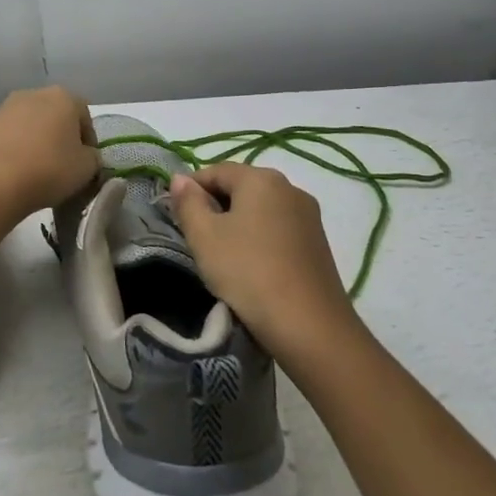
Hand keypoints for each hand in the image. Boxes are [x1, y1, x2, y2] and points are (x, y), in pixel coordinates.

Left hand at [0, 87, 99, 220]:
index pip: (85, 115)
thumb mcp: (87, 168)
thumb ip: (93, 157)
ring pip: (31, 124)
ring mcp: (6, 107)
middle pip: (56, 116)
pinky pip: (11, 136)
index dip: (89, 141)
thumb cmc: (49, 169)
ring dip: (38, 142)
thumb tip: (86, 156)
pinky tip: (18, 170)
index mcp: (64, 97)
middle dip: (62, 137)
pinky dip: (17, 148)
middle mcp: (34, 93)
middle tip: (65, 165)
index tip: (87, 163)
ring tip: (39, 170)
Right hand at [169, 164, 365, 363]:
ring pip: (261, 209)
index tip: (177, 216)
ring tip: (222, 255)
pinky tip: (251, 265)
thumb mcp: (204, 236)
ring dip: (238, 223)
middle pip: (241, 187)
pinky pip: (279, 228)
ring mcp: (309, 215)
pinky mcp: (318, 242)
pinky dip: (260, 238)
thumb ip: (188, 202)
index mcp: (261, 178)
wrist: (308, 324)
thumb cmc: (247, 272)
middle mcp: (290, 187)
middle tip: (197, 238)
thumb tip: (180, 178)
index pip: (216, 170)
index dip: (191, 189)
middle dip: (215, 206)